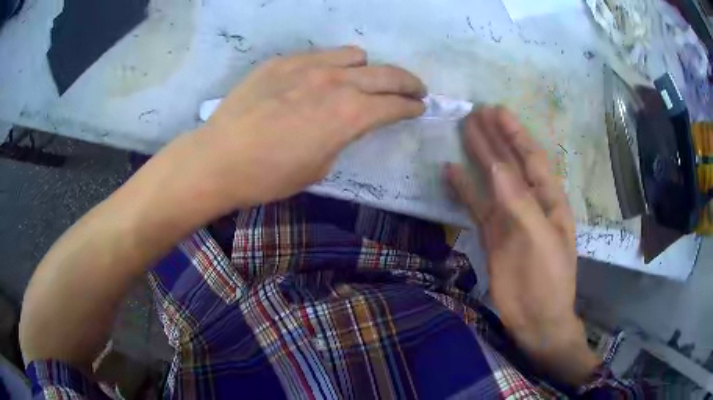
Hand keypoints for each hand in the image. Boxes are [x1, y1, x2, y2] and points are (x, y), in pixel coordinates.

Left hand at [191, 46, 424, 208]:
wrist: (219, 159)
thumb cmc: (270, 175)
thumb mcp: (320, 165)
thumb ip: (344, 136)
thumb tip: (351, 120)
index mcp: (349, 115)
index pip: (395, 104)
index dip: (412, 107)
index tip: (420, 107)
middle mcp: (336, 82)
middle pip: (387, 74)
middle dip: (408, 83)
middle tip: (415, 89)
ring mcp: (308, 66)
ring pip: (354, 55)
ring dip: (366, 69)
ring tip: (361, 81)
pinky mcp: (283, 61)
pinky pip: (321, 54)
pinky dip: (333, 64)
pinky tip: (321, 78)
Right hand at [445, 107, 599, 385]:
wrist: (536, 318)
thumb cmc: (549, 279)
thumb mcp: (541, 238)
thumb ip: (520, 202)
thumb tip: (495, 167)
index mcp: (550, 200)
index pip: (532, 158)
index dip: (515, 133)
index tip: (497, 111)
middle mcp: (530, 203)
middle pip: (510, 163)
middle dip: (495, 138)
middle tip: (475, 113)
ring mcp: (509, 218)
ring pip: (491, 180)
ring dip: (479, 156)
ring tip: (463, 131)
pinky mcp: (492, 234)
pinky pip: (476, 205)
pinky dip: (464, 188)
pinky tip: (451, 172)